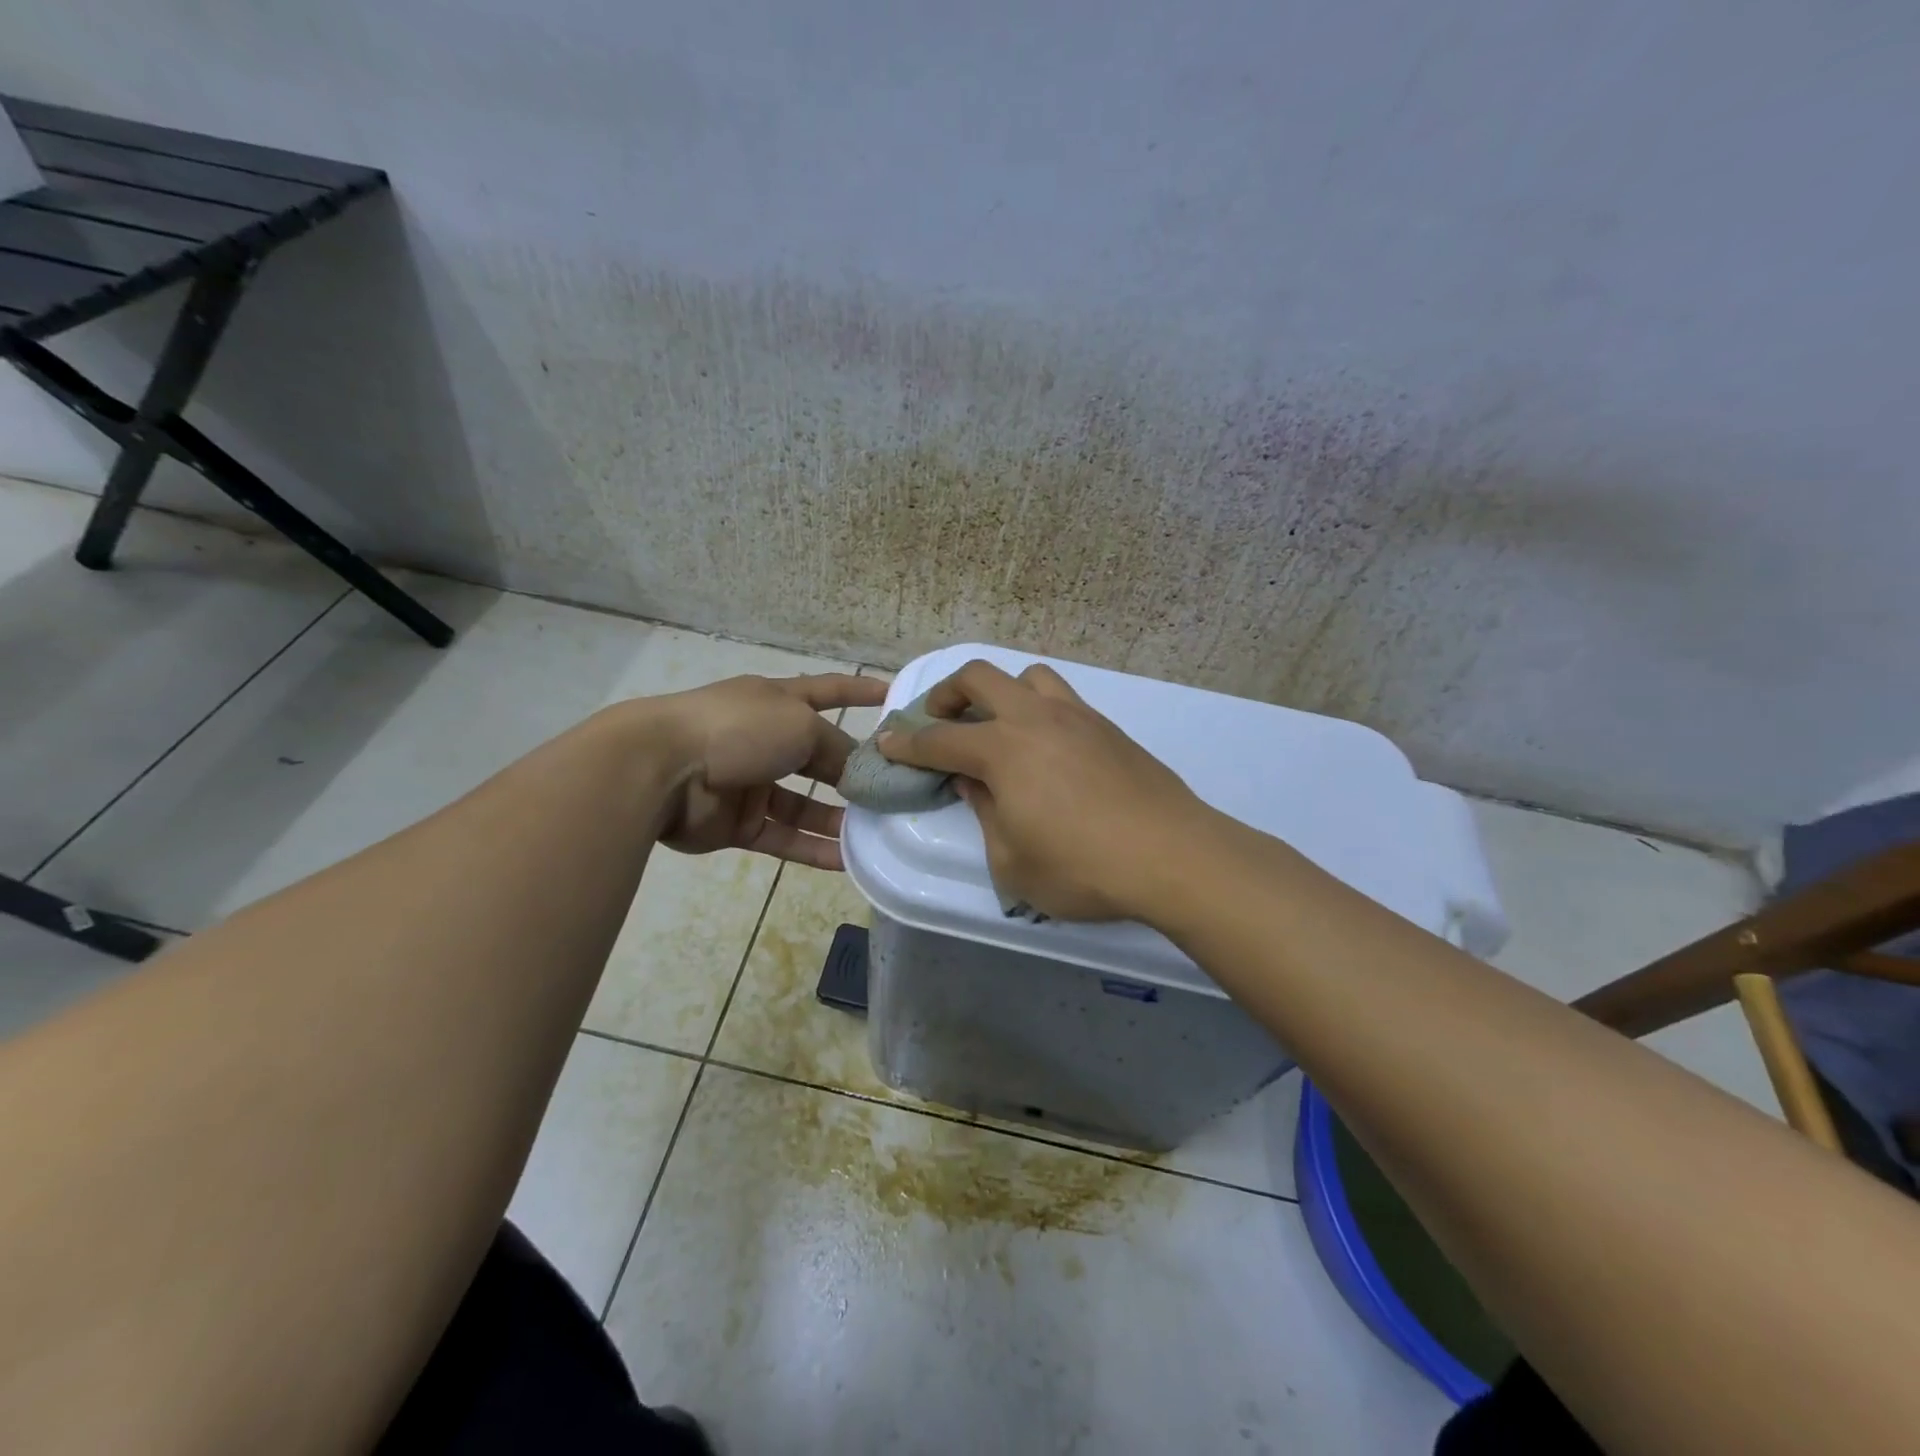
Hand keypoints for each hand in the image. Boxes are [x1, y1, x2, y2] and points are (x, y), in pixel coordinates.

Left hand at [647, 672, 886, 868]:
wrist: (661, 769)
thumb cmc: (738, 729)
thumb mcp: (800, 725)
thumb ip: (836, 746)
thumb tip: (858, 771)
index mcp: (776, 702)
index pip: (826, 691)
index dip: (857, 691)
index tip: (890, 694)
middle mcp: (764, 739)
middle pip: (818, 757)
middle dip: (852, 772)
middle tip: (893, 791)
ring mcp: (749, 783)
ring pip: (804, 804)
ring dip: (838, 818)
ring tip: (877, 832)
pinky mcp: (738, 824)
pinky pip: (784, 837)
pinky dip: (813, 848)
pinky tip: (847, 861)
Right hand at [876, 660, 1209, 919]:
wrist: (1171, 855)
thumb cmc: (1082, 869)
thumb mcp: (1012, 862)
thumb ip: (985, 815)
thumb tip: (973, 782)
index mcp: (1002, 751)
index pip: (939, 740)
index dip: (907, 743)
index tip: (886, 740)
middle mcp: (1034, 719)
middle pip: (979, 678)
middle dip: (947, 694)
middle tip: (939, 720)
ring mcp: (1076, 717)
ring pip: (1027, 676)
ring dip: (1000, 691)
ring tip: (998, 725)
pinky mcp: (1108, 727)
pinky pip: (1062, 698)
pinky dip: (1038, 708)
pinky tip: (1046, 745)